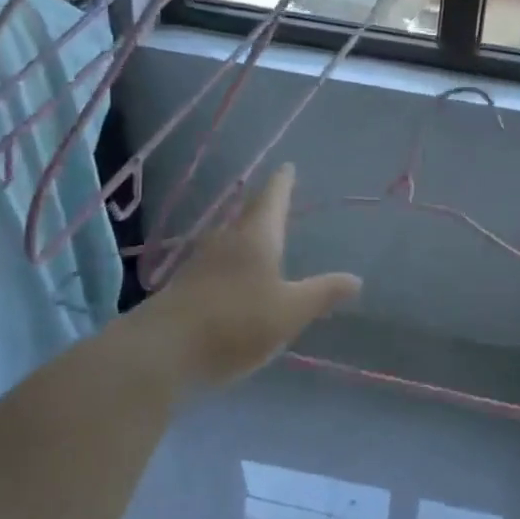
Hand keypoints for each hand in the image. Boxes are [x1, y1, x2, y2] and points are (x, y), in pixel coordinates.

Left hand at [145, 165, 360, 389]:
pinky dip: (230, 262)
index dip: (282, 183)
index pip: (272, 199)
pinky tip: (233, 277)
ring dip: (244, 235)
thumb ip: (323, 293)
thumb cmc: (236, 322)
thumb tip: (356, 279)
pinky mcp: (183, 287)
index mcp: (255, 238)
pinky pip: (215, 264)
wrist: (163, 351)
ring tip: (258, 236)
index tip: (287, 167)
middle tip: (276, 199)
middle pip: (247, 216)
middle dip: (263, 207)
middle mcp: (226, 241)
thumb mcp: (290, 311)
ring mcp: (199, 263)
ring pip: (228, 239)